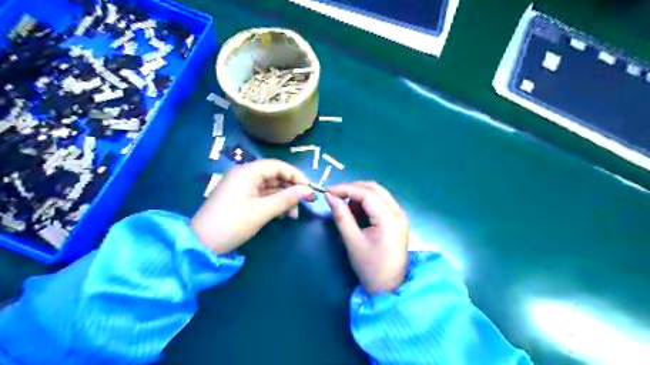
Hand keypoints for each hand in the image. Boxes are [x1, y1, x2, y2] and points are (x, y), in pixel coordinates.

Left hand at [191, 160, 315, 252]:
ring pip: (270, 187)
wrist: (201, 245)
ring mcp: (241, 187)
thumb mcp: (262, 211)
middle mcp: (244, 175)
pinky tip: (282, 215)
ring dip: (284, 198)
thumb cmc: (232, 224)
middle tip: (306, 203)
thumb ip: (287, 198)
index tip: (309, 189)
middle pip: (274, 176)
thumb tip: (309, 190)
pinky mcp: (240, 199)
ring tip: (294, 215)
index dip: (295, 175)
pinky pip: (262, 196)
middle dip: (291, 189)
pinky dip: (274, 203)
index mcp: (246, 172)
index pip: (277, 166)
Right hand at [323, 182, 407, 294]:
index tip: (328, 191)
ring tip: (346, 210)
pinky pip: (380, 202)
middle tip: (335, 197)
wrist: (389, 288)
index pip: (366, 193)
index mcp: (389, 218)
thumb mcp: (352, 241)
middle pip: (374, 188)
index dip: (345, 188)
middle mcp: (398, 211)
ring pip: (378, 193)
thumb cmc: (370, 268)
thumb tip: (329, 196)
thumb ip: (341, 216)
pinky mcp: (397, 220)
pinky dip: (366, 204)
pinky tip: (357, 215)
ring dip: (360, 196)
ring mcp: (400, 215)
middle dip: (353, 189)